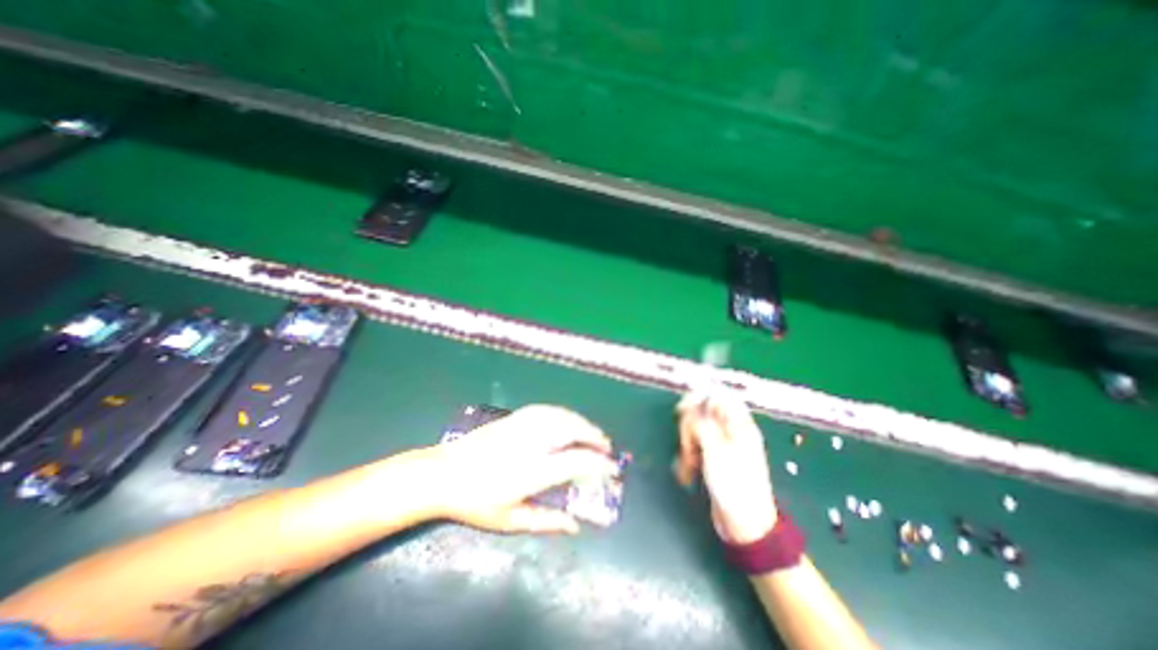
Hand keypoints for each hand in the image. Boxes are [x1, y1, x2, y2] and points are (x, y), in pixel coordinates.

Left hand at [415, 404, 613, 536]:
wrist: (444, 473)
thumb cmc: (476, 502)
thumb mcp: (510, 519)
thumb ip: (546, 521)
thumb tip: (575, 525)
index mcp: (532, 470)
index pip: (576, 460)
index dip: (599, 463)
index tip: (612, 468)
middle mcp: (532, 442)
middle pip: (572, 431)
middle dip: (595, 436)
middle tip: (607, 447)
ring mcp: (523, 426)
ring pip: (562, 416)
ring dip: (582, 423)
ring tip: (593, 432)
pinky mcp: (515, 417)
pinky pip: (548, 410)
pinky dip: (565, 414)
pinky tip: (569, 419)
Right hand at [681, 391, 777, 541]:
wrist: (745, 525)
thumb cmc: (734, 486)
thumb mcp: (715, 450)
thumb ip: (701, 423)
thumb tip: (689, 404)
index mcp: (739, 425)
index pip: (719, 395)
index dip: (699, 397)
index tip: (683, 408)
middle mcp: (731, 430)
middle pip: (703, 411)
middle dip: (690, 426)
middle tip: (687, 444)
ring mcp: (723, 444)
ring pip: (697, 429)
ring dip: (687, 443)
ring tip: (689, 463)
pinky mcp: (714, 458)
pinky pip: (696, 445)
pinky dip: (689, 454)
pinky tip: (689, 469)